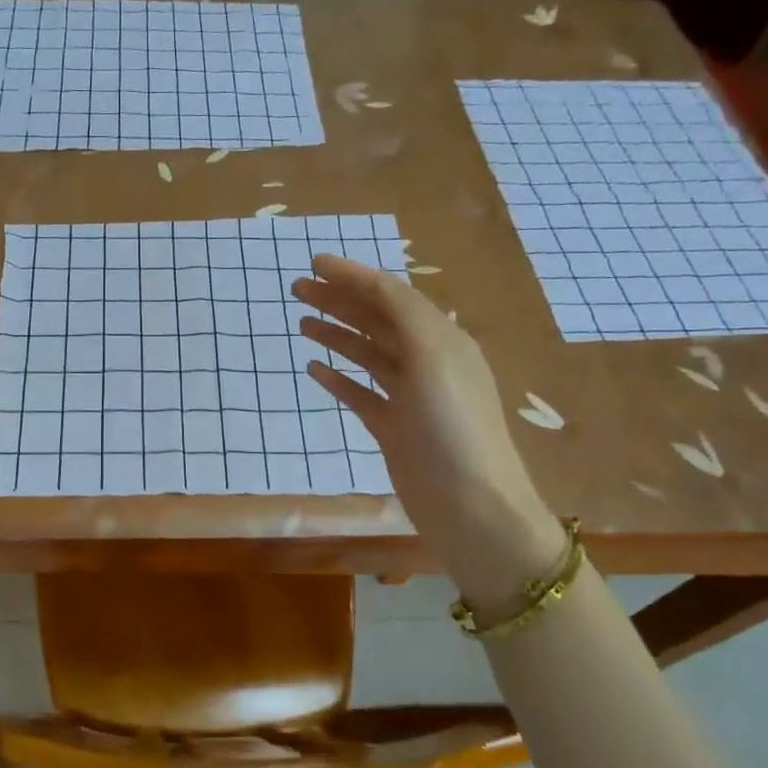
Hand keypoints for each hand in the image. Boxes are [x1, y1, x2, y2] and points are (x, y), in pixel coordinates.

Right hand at [293, 254, 563, 607]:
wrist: (470, 504)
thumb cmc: (453, 426)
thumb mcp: (433, 357)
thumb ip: (402, 314)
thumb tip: (371, 283)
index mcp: (441, 339)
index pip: (391, 295)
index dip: (353, 276)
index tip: (314, 262)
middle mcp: (426, 362)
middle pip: (376, 321)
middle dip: (339, 300)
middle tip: (297, 288)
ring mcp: (409, 398)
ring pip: (367, 355)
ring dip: (336, 334)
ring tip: (302, 321)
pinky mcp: (394, 428)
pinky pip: (361, 394)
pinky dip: (338, 379)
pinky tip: (314, 370)